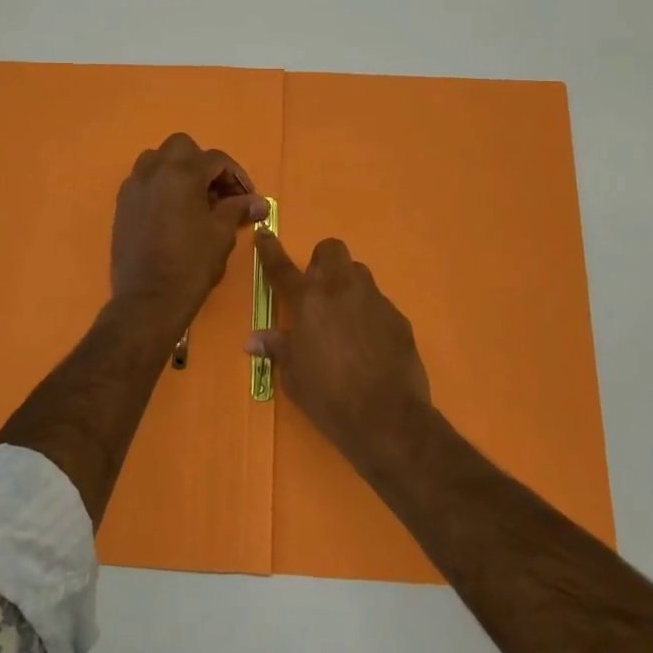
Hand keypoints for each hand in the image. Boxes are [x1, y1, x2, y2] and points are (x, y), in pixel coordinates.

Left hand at [110, 134, 268, 333]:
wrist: (148, 300)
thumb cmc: (191, 264)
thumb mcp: (222, 234)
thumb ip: (238, 210)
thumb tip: (259, 202)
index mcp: (182, 172)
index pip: (216, 159)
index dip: (237, 177)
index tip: (248, 199)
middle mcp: (154, 170)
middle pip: (182, 148)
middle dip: (203, 164)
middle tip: (218, 193)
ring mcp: (133, 187)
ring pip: (158, 161)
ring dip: (178, 171)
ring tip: (194, 200)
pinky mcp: (122, 205)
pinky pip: (144, 182)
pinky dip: (161, 187)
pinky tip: (173, 214)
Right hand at [249, 233, 431, 470]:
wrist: (387, 417)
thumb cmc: (328, 397)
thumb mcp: (294, 376)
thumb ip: (278, 348)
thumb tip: (254, 340)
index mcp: (308, 301)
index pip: (282, 268)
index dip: (270, 249)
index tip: (264, 234)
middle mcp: (341, 290)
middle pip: (331, 250)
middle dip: (322, 260)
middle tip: (317, 288)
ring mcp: (374, 301)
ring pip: (359, 273)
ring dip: (347, 285)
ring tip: (344, 317)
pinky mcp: (398, 318)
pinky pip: (379, 303)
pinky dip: (369, 314)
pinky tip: (368, 343)